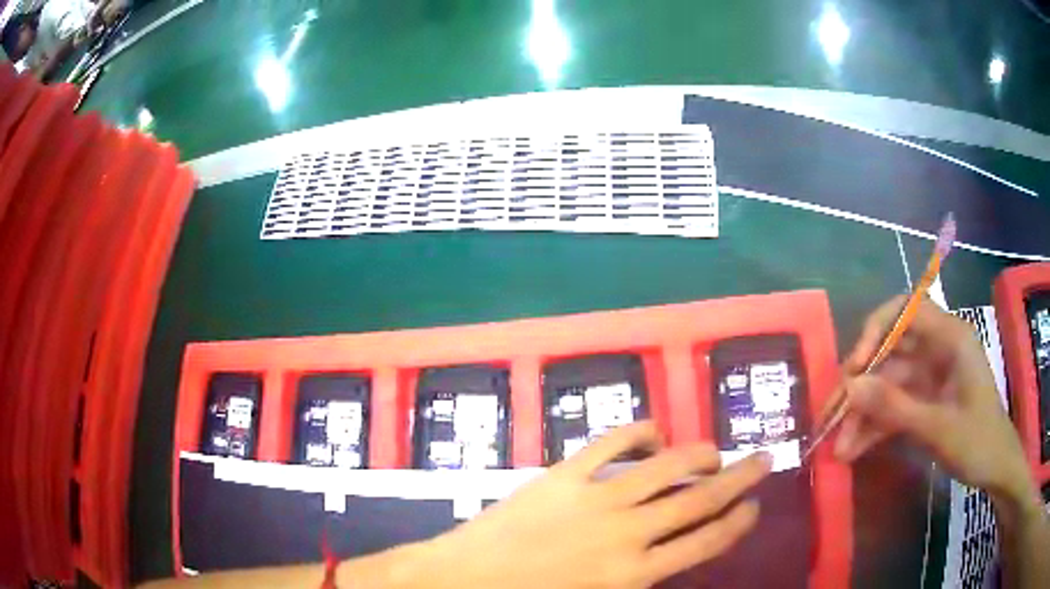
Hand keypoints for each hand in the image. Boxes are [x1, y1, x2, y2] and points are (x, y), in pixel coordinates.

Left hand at [417, 422, 771, 588]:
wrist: (462, 581)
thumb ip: (641, 579)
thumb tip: (674, 554)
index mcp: (634, 574)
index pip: (705, 542)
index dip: (737, 522)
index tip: (755, 507)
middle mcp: (627, 533)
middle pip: (699, 499)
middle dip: (738, 479)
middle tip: (762, 460)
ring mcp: (595, 499)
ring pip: (665, 466)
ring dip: (698, 453)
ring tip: (715, 451)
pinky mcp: (563, 476)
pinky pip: (610, 443)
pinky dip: (638, 433)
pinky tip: (653, 434)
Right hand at [833, 296, 1032, 500]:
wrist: (996, 468)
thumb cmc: (978, 442)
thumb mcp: (938, 427)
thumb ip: (895, 406)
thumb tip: (849, 386)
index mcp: (950, 338)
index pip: (906, 310)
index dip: (875, 331)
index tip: (854, 368)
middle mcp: (938, 349)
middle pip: (890, 353)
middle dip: (861, 386)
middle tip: (832, 418)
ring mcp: (931, 376)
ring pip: (888, 385)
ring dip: (863, 415)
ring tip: (840, 449)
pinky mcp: (926, 400)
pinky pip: (895, 406)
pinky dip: (876, 427)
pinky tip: (855, 450)